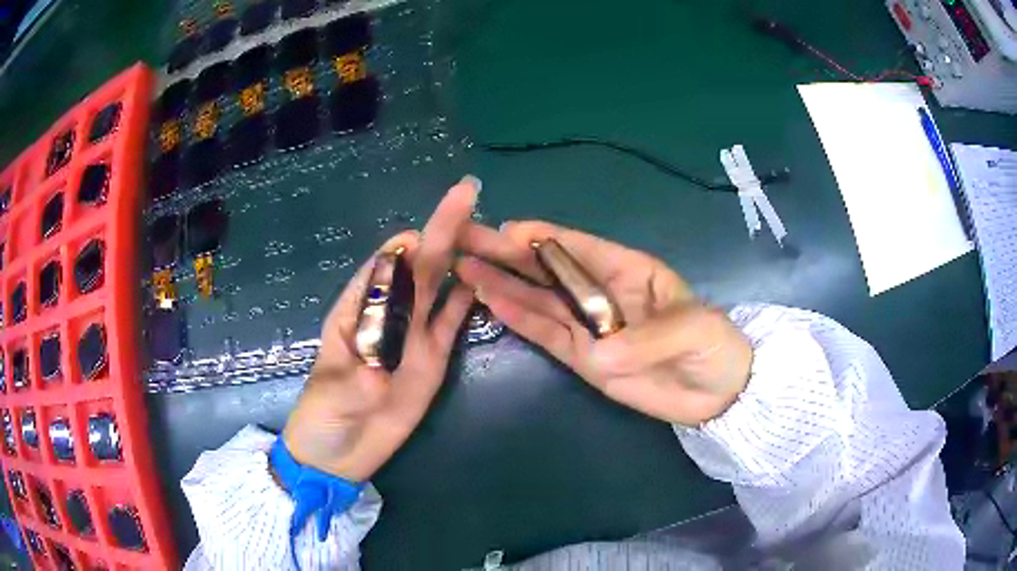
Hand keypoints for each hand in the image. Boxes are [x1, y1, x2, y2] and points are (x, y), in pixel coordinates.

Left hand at [282, 178, 478, 480]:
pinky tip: (487, 275)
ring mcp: (413, 335)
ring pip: (439, 286)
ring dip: (459, 255)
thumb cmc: (323, 416)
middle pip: (417, 267)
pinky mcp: (433, 357)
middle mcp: (388, 314)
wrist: (342, 455)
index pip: (380, 267)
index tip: (422, 234)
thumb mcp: (332, 395)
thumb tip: (383, 359)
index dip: (401, 247)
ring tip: (489, 229)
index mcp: (356, 311)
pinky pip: (453, 321)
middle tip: (467, 196)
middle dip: (440, 231)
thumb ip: (357, 377)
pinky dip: (468, 297)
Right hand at [456, 221, 752, 425]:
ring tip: (464, 267)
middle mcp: (601, 293)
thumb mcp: (693, 330)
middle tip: (464, 239)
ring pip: (538, 300)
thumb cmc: (714, 346)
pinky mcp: (584, 359)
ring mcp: (589, 328)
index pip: (578, 247)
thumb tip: (599, 354)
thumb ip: (648, 339)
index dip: (542, 236)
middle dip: (506, 253)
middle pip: (547, 269)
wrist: (718, 393)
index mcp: (629, 270)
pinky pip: (547, 335)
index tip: (506, 230)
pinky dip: (519, 319)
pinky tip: (490, 302)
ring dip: (502, 283)